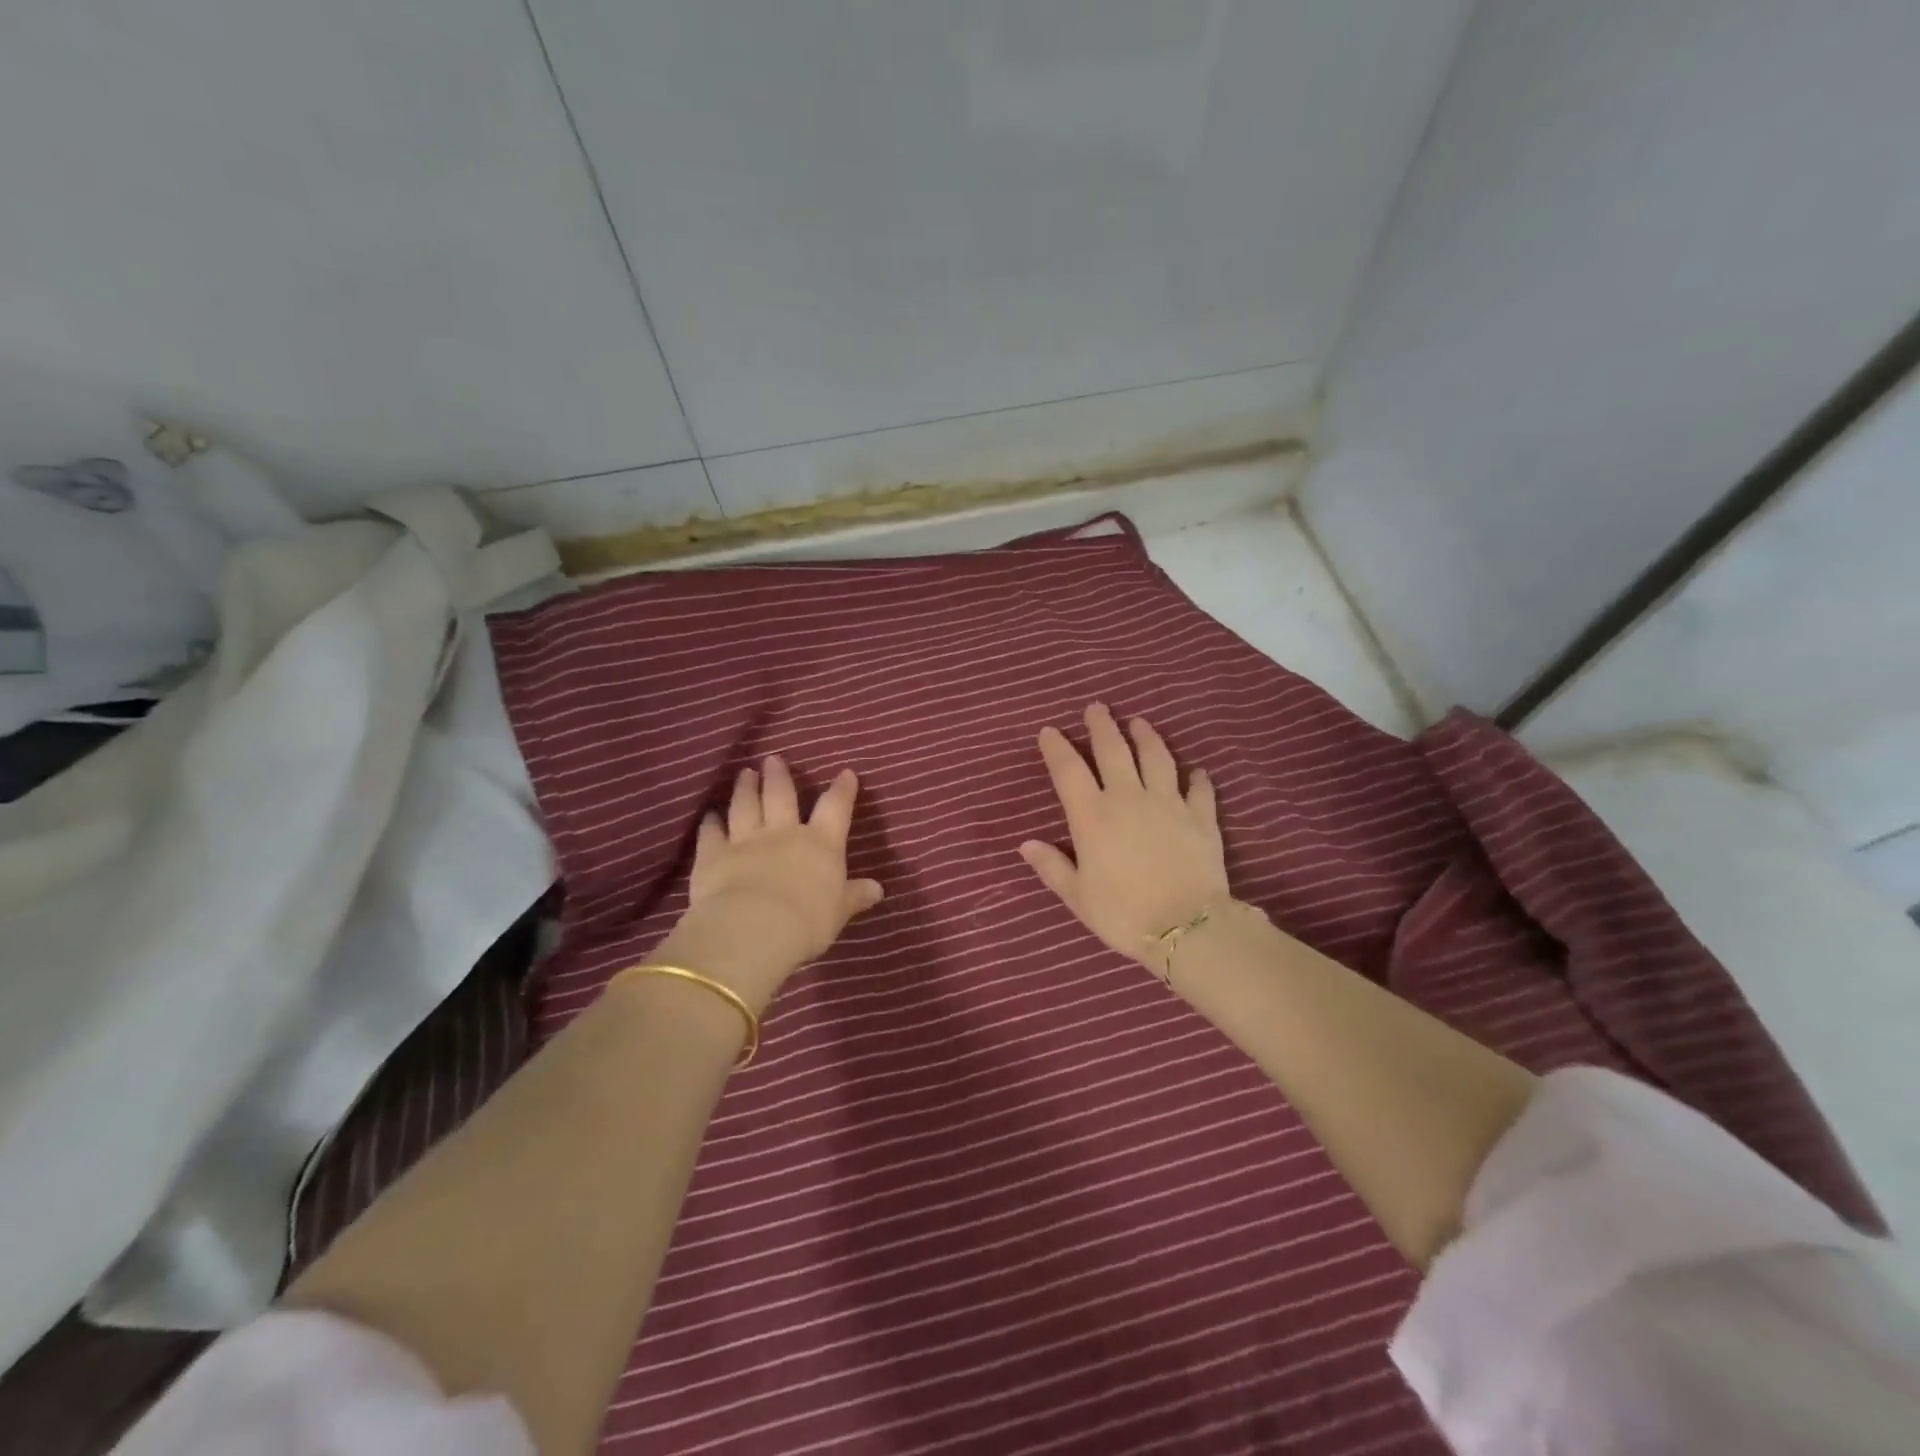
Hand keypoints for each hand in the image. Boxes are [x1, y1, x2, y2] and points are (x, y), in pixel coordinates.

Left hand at [662, 756, 883, 1012]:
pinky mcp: (713, 855)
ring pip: (745, 806)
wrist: (753, 929)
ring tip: (745, 773)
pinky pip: (712, 834)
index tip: (846, 773)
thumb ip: (855, 896)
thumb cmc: (807, 921)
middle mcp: (783, 833)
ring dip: (745, 789)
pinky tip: (709, 815)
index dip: (842, 790)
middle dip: (779, 776)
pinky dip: (710, 823)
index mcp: (820, 843)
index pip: (835, 808)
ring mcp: (745, 840)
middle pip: (781, 796)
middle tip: (773, 759)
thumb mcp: (839, 912)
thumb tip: (878, 888)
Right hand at [1020, 703, 1230, 974]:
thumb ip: (1052, 867)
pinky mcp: (1201, 816)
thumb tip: (1026, 844)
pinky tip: (1195, 770)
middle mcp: (1128, 798)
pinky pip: (1199, 788)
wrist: (1186, 927)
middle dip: (1102, 725)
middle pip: (1113, 750)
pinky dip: (1196, 776)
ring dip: (1146, 736)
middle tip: (1097, 707)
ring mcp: (1168, 803)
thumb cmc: (1123, 913)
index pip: (1068, 770)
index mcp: (1092, 816)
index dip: (1056, 748)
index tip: (1049, 731)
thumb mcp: (1077, 896)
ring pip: (1156, 757)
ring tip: (1139, 722)